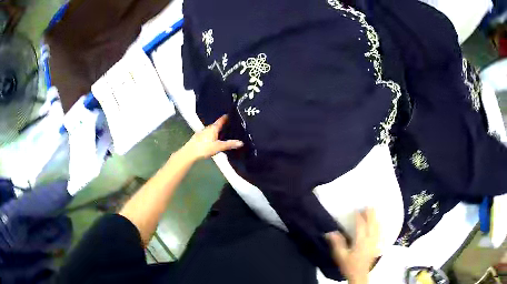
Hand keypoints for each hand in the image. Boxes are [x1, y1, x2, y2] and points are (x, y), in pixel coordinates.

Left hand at [182, 115, 243, 160]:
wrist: (190, 152)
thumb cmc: (204, 148)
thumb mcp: (219, 147)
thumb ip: (229, 144)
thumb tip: (241, 142)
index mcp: (213, 128)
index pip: (221, 120)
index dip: (226, 117)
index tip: (230, 114)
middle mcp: (207, 128)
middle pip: (216, 125)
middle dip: (222, 125)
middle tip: (229, 126)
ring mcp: (202, 132)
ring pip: (211, 130)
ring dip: (216, 130)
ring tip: (222, 133)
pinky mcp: (198, 138)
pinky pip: (207, 134)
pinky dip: (211, 135)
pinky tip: (212, 140)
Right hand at [326, 208, 379, 283]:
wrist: (359, 275)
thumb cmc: (349, 266)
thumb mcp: (340, 256)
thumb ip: (337, 243)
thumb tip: (330, 232)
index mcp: (361, 241)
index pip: (361, 225)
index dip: (359, 217)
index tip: (356, 209)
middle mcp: (370, 240)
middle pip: (372, 223)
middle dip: (370, 214)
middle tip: (368, 205)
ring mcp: (375, 242)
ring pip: (377, 227)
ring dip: (375, 218)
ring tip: (373, 210)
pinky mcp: (377, 245)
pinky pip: (380, 232)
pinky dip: (379, 225)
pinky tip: (378, 222)